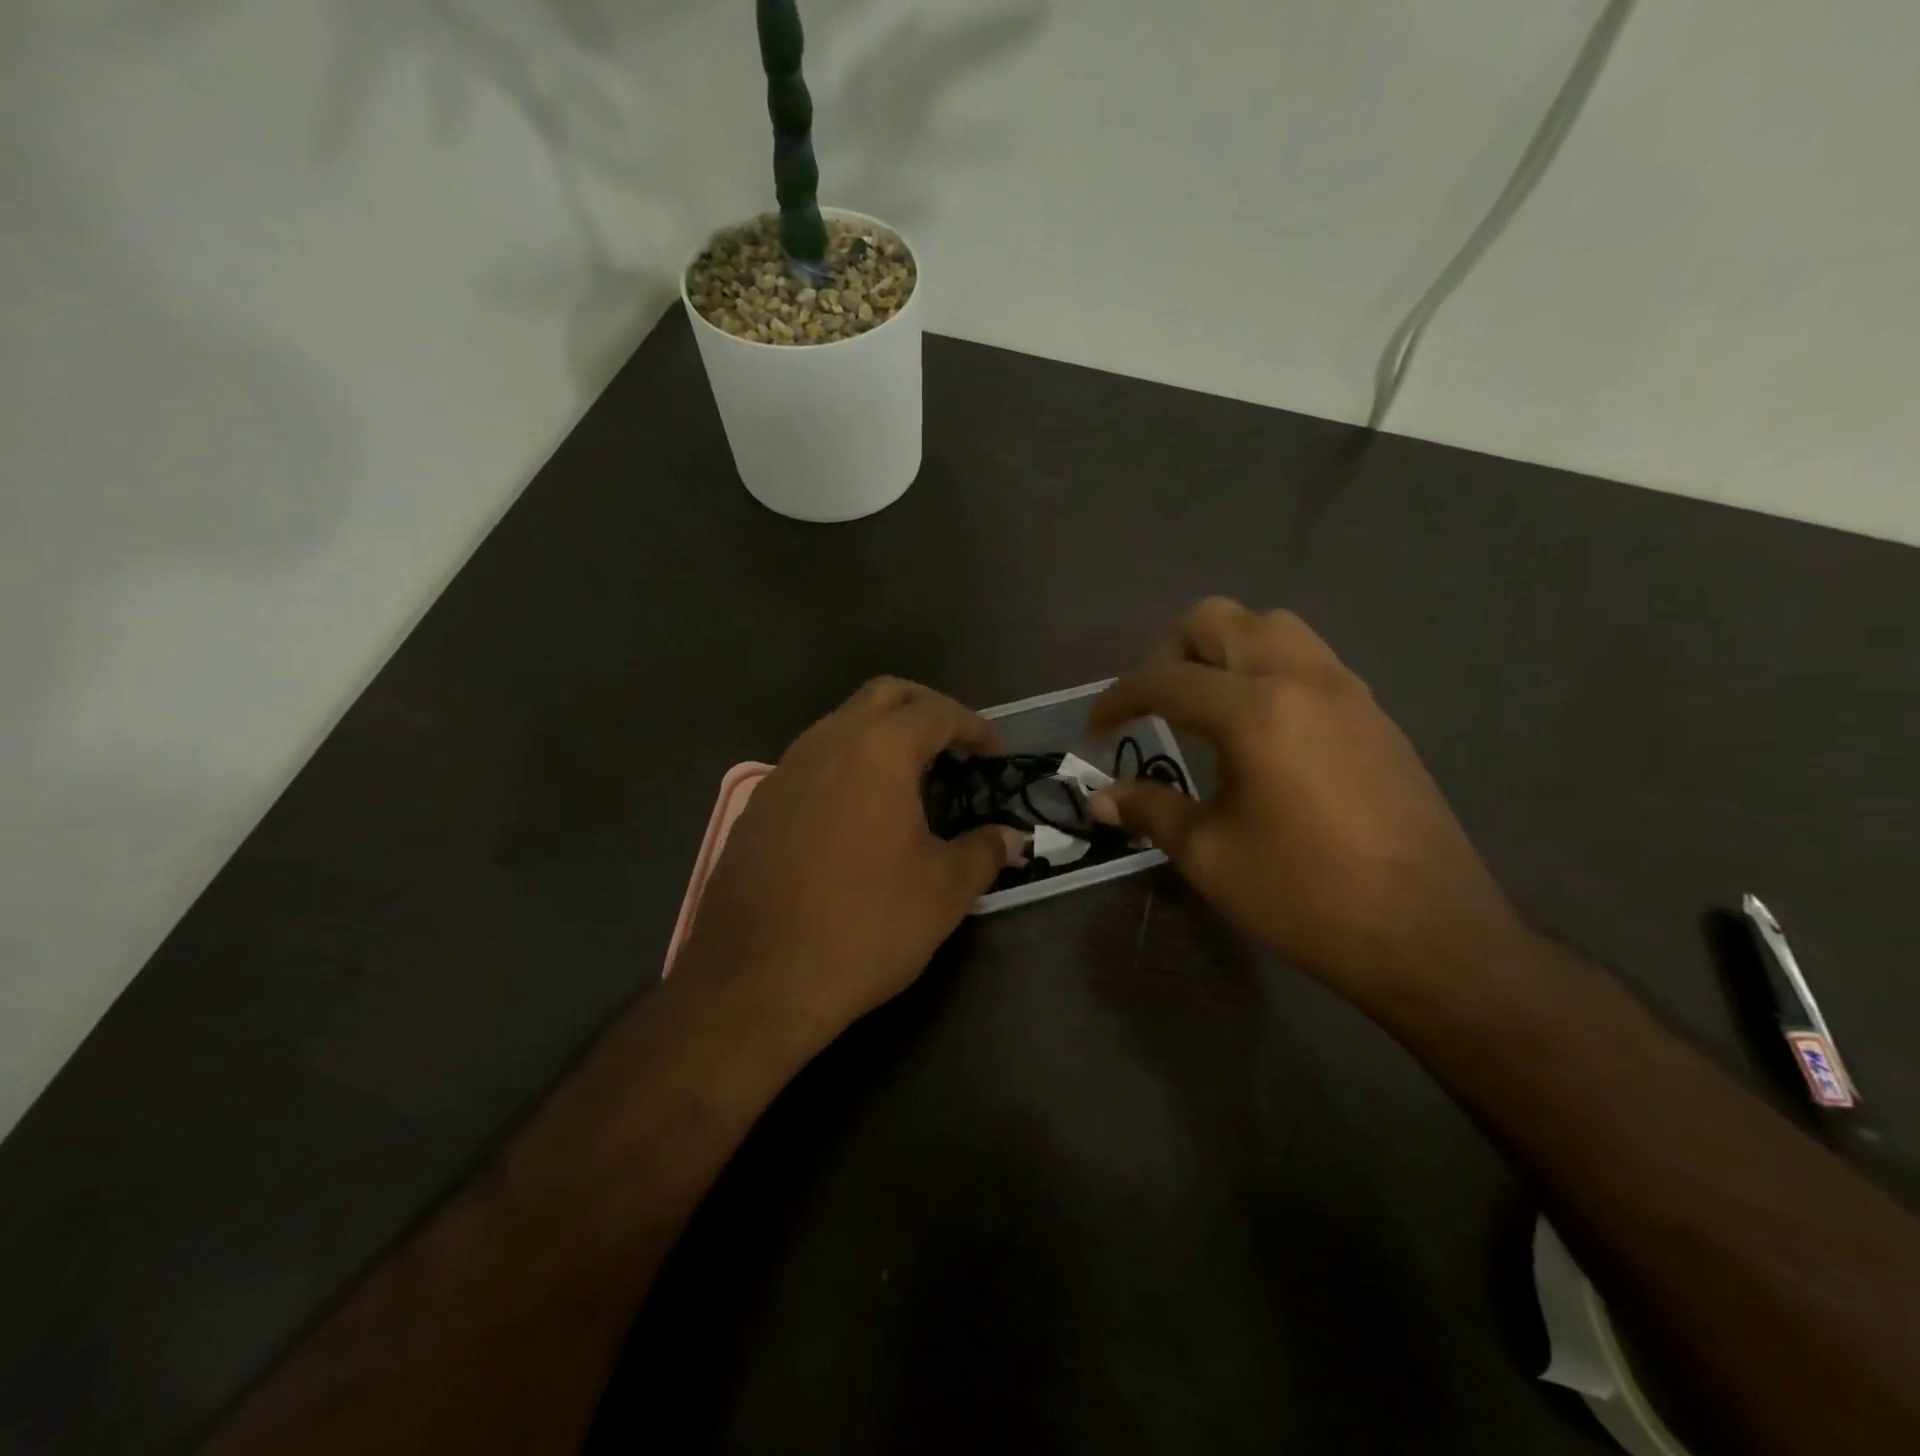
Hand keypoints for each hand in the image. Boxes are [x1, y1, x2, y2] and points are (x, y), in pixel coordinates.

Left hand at [676, 678, 1022, 1046]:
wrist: (757, 981)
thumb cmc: (866, 926)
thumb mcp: (943, 891)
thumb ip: (985, 852)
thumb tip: (1013, 838)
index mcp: (877, 750)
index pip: (936, 712)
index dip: (974, 728)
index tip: (995, 756)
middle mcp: (827, 742)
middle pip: (885, 695)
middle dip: (928, 710)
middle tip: (956, 748)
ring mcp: (785, 770)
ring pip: (842, 723)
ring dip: (883, 735)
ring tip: (913, 780)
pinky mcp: (760, 804)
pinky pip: (814, 761)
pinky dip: (848, 766)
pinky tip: (860, 815)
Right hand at [1088, 599, 1529, 1000]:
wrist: (1430, 936)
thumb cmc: (1305, 897)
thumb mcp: (1210, 856)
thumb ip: (1150, 810)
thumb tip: (1100, 797)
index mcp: (1256, 711)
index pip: (1165, 679)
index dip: (1117, 699)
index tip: (1094, 730)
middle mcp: (1302, 679)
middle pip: (1218, 620)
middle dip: (1167, 653)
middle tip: (1151, 706)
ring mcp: (1347, 691)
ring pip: (1271, 627)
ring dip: (1222, 650)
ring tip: (1202, 706)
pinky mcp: (1374, 713)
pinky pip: (1307, 658)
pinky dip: (1265, 669)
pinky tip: (1257, 729)